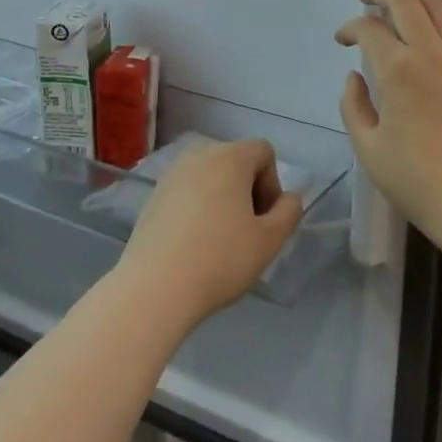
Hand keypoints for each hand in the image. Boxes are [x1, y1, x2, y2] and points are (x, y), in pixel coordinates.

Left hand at [115, 139, 302, 326]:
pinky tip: (194, 243)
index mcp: (230, 157)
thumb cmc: (220, 260)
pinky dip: (198, 207)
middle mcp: (199, 155)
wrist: (154, 289)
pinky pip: (188, 191)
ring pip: (211, 176)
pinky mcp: (152, 196)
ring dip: (223, 198)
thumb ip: (289, 211)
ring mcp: (171, 174)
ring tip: (220, 238)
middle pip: (236, 161)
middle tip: (247, 230)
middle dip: (248, 190)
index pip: (264, 152)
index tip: (264, 219)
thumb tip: (288, 198)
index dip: (273, 183)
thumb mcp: (270, 240)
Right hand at [336, 0, 441, 239]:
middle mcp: (432, 52)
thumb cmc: (416, 180)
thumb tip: (355, 76)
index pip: (370, 29)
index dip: (350, 27)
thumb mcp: (368, 148)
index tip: (342, 40)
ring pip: (440, 3)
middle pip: (406, 0)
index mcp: (398, 71)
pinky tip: (437, 12)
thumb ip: (353, 106)